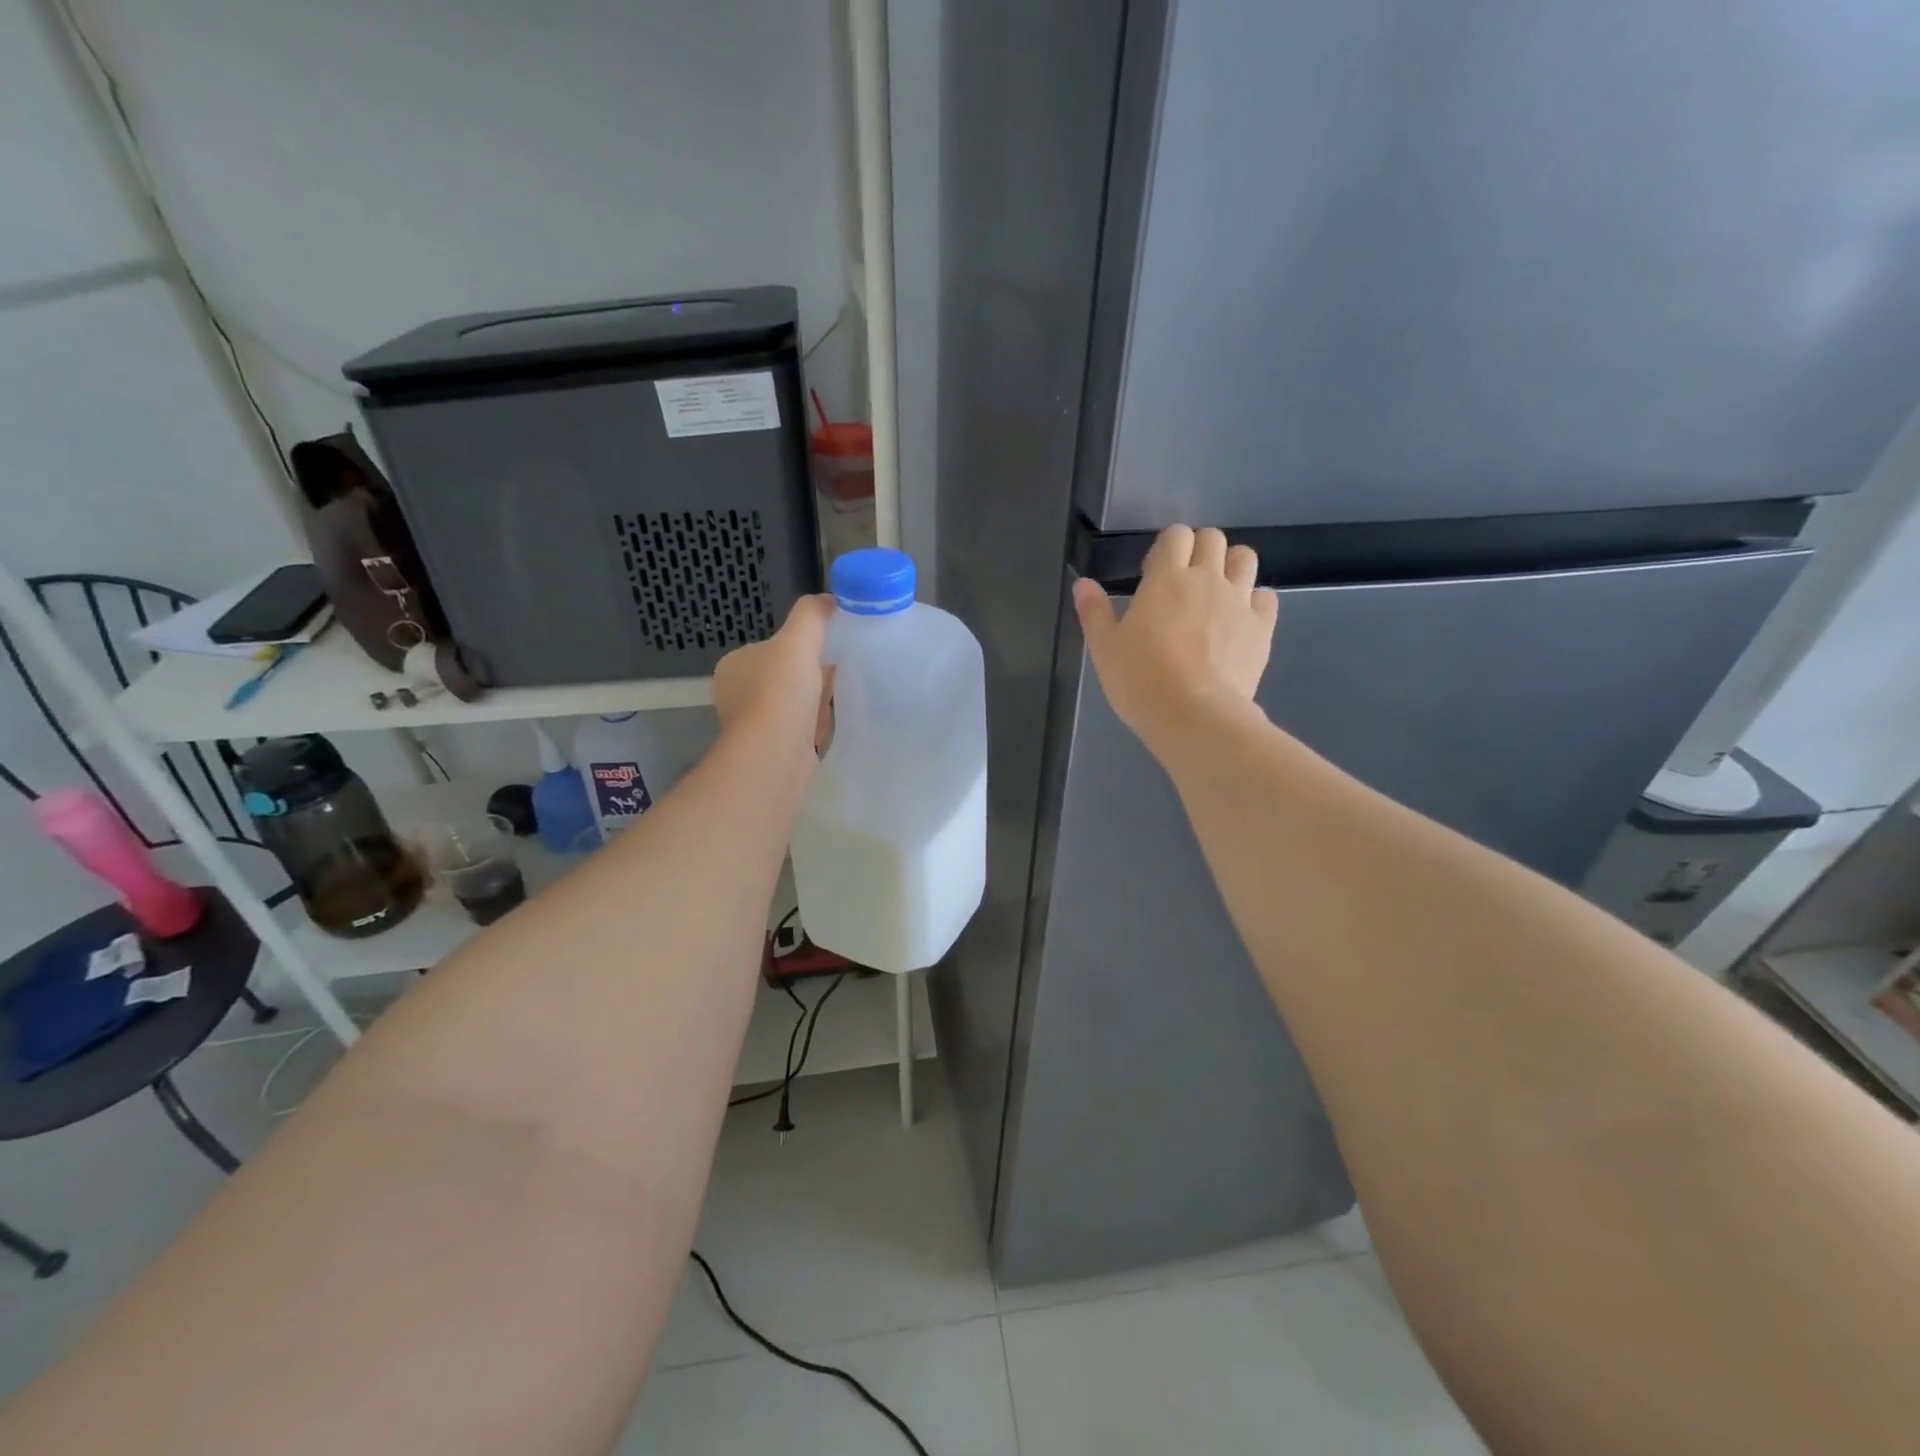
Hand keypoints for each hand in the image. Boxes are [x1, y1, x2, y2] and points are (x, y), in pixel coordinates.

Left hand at [712, 595, 835, 751]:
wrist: (776, 751)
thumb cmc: (781, 691)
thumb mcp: (799, 639)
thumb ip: (812, 614)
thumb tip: (829, 599)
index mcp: (733, 665)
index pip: (769, 648)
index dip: (798, 647)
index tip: (825, 648)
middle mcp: (736, 694)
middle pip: (783, 676)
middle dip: (808, 676)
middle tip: (836, 671)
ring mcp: (752, 724)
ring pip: (790, 703)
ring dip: (812, 701)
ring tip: (836, 697)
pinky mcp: (769, 748)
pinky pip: (797, 728)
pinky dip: (813, 725)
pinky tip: (827, 724)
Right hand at [1073, 525, 1276, 756]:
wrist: (1194, 715)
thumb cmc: (1140, 679)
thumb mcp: (1105, 648)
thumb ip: (1094, 611)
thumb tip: (1083, 583)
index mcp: (1167, 578)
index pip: (1176, 535)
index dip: (1166, 547)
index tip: (1153, 573)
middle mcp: (1208, 579)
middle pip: (1213, 539)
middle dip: (1198, 550)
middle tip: (1183, 581)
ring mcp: (1240, 601)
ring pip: (1245, 558)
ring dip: (1230, 566)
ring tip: (1215, 593)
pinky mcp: (1262, 628)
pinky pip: (1266, 597)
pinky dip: (1254, 600)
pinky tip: (1239, 619)